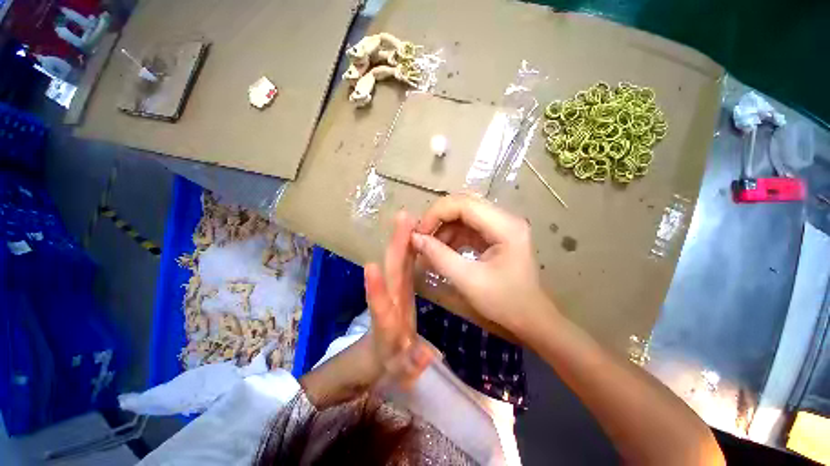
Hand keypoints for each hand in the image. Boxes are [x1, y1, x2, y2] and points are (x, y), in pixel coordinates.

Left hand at [364, 211, 435, 389]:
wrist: (378, 356)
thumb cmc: (387, 365)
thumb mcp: (399, 373)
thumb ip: (410, 366)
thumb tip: (426, 357)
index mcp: (386, 324)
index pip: (380, 306)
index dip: (376, 289)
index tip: (372, 268)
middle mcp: (389, 301)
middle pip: (390, 273)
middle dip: (396, 247)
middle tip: (403, 218)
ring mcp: (394, 292)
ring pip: (396, 264)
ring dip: (400, 241)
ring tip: (407, 218)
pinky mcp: (400, 288)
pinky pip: (404, 264)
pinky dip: (407, 248)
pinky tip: (413, 231)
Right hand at [411, 194, 554, 336]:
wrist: (530, 319)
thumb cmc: (504, 302)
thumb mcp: (467, 280)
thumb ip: (439, 256)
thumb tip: (414, 238)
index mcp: (505, 227)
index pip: (464, 204)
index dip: (436, 213)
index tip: (418, 233)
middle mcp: (505, 219)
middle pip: (464, 205)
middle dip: (438, 219)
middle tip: (421, 237)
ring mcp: (501, 226)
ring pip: (464, 215)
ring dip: (444, 229)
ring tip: (429, 248)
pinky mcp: (496, 235)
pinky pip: (468, 228)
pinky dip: (452, 237)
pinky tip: (442, 251)